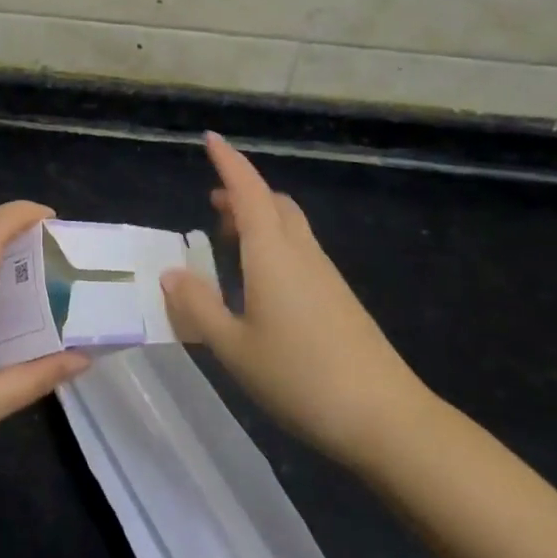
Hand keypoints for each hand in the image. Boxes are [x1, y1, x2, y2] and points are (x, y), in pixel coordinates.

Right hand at [160, 133, 434, 468]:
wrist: (385, 418)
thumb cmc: (299, 376)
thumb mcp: (233, 347)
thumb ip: (198, 307)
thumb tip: (171, 273)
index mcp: (272, 254)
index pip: (249, 191)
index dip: (229, 162)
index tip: (210, 138)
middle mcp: (301, 253)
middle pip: (275, 203)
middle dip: (243, 193)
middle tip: (213, 206)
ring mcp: (326, 275)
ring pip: (290, 227)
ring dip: (259, 219)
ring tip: (228, 241)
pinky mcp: (339, 299)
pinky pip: (300, 252)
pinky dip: (274, 246)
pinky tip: (260, 283)